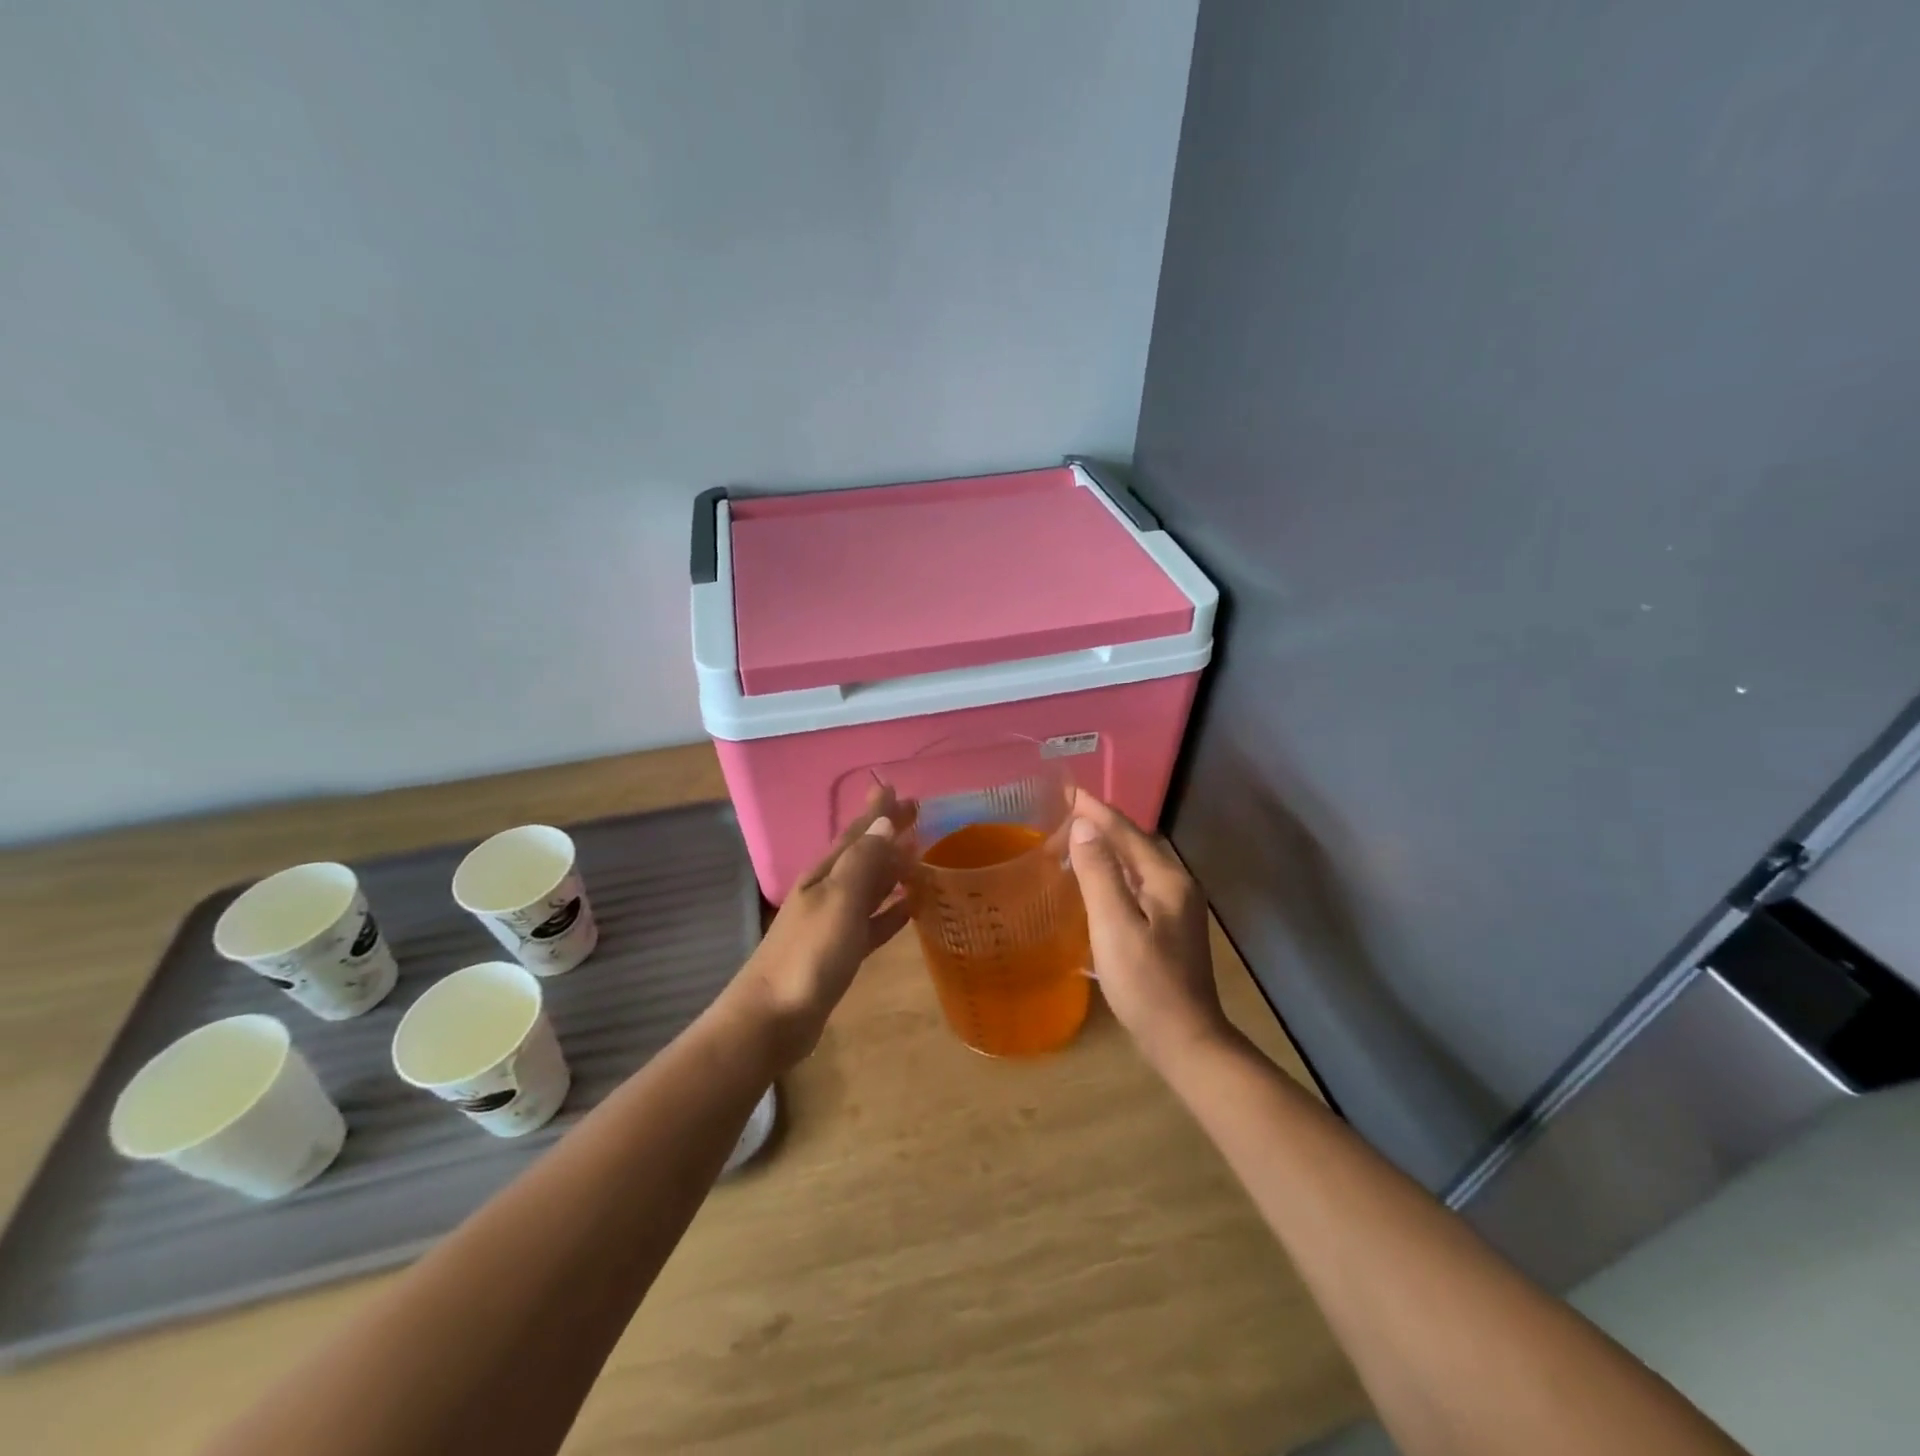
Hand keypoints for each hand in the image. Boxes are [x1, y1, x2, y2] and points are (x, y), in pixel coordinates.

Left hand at [726, 787, 909, 1069]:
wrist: (773, 1019)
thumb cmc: (808, 955)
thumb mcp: (838, 901)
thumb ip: (863, 862)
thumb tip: (884, 822)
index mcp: (824, 874)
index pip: (856, 833)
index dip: (875, 811)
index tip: (896, 788)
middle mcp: (828, 891)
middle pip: (863, 854)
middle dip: (886, 832)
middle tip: (916, 812)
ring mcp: (833, 923)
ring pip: (870, 885)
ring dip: (892, 868)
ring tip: (919, 852)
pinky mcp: (841, 952)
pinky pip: (873, 921)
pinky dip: (891, 910)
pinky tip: (910, 908)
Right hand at [1068, 791, 1232, 1068]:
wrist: (1185, 1039)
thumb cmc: (1146, 983)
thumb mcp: (1115, 926)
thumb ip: (1099, 873)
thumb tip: (1083, 826)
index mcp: (1167, 879)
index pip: (1126, 832)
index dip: (1095, 810)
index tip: (1067, 790)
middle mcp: (1176, 885)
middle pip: (1135, 843)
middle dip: (1102, 824)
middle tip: (1065, 811)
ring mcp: (1176, 907)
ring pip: (1137, 864)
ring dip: (1107, 848)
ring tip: (1074, 839)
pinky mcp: (1169, 927)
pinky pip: (1137, 884)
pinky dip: (1114, 873)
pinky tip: (1096, 883)